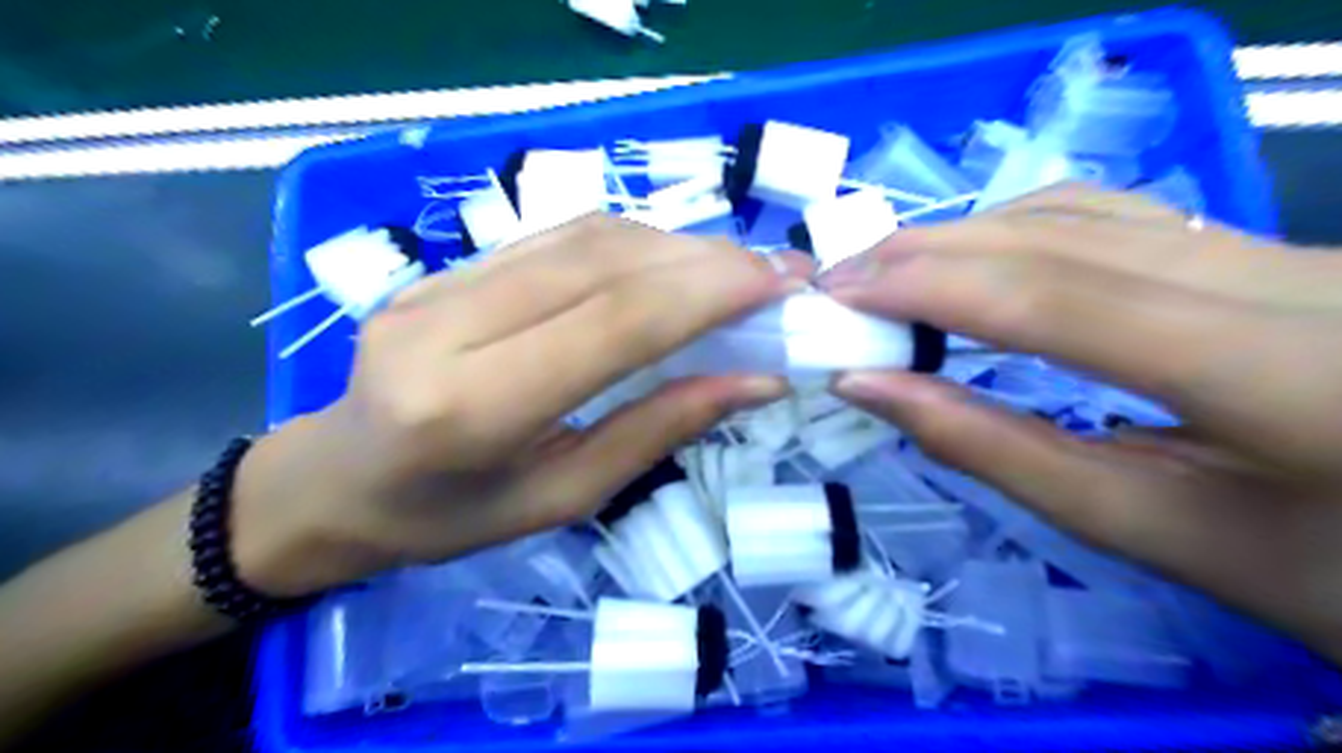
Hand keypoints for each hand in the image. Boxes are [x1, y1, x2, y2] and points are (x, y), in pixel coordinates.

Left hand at [226, 211, 805, 599]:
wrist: (337, 482)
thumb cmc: (450, 517)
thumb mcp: (565, 497)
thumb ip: (659, 430)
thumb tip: (756, 381)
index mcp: (473, 408)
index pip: (614, 321)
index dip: (706, 292)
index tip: (778, 285)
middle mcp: (449, 326)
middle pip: (603, 263)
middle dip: (704, 260)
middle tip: (774, 273)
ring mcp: (437, 284)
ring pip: (583, 237)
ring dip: (674, 245)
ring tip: (733, 270)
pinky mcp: (442, 268)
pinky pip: (555, 238)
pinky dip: (630, 244)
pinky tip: (670, 264)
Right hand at [831, 184, 1340, 662]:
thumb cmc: (1311, 568)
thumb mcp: (1148, 528)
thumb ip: (997, 451)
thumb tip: (871, 388)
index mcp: (1286, 374)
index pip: (1057, 299)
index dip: (929, 287)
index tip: (835, 296)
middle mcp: (1291, 278)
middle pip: (1060, 237)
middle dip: (927, 253)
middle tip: (838, 283)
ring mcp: (1281, 248)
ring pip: (1083, 211)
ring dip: (963, 235)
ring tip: (884, 273)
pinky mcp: (1259, 246)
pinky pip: (1112, 215)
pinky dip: (1015, 228)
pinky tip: (967, 257)